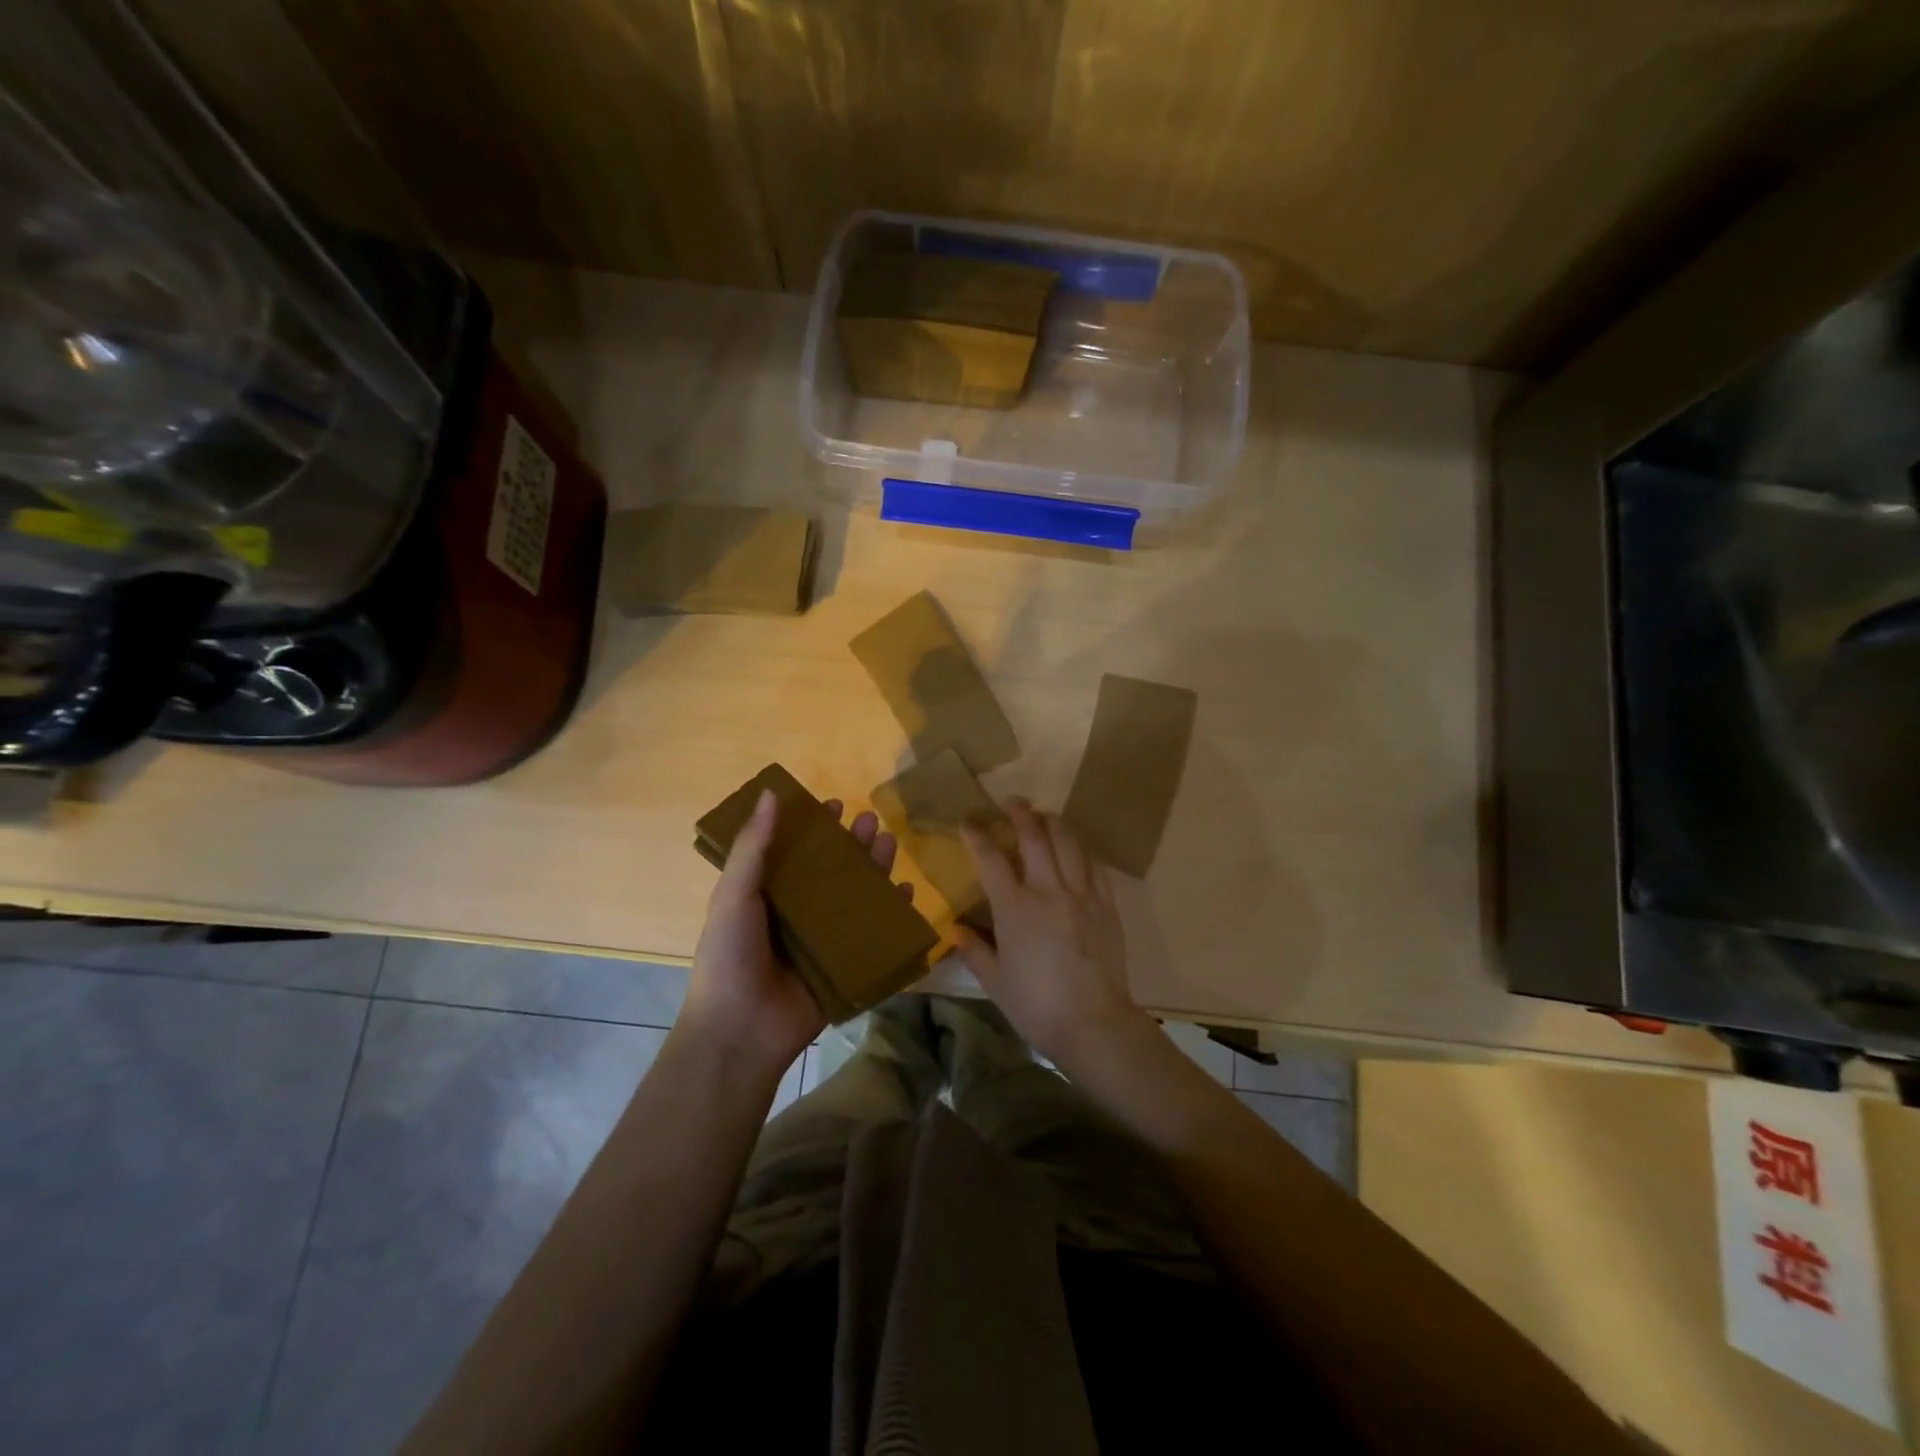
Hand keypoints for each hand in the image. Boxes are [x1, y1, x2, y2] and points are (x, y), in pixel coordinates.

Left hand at [683, 790, 904, 1078]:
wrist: (740, 1032)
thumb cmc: (729, 957)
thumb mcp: (734, 895)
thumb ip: (752, 847)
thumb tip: (769, 793)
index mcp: (769, 895)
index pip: (797, 852)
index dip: (816, 828)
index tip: (836, 805)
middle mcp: (799, 913)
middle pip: (833, 870)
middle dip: (852, 844)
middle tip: (870, 820)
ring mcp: (825, 940)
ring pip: (857, 896)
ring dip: (874, 869)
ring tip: (888, 843)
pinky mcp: (847, 966)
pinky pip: (875, 934)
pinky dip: (893, 913)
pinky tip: (906, 892)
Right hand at [957, 799, 1149, 1069]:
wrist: (1093, 1023)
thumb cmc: (1036, 1004)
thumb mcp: (994, 981)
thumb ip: (974, 950)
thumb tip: (956, 930)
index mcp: (1015, 907)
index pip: (991, 859)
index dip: (977, 835)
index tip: (968, 821)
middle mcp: (1048, 890)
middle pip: (1034, 836)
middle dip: (1020, 813)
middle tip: (1012, 802)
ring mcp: (1081, 894)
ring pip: (1068, 843)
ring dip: (1053, 823)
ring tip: (1044, 816)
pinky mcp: (1106, 905)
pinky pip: (1094, 866)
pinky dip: (1081, 851)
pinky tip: (1076, 850)